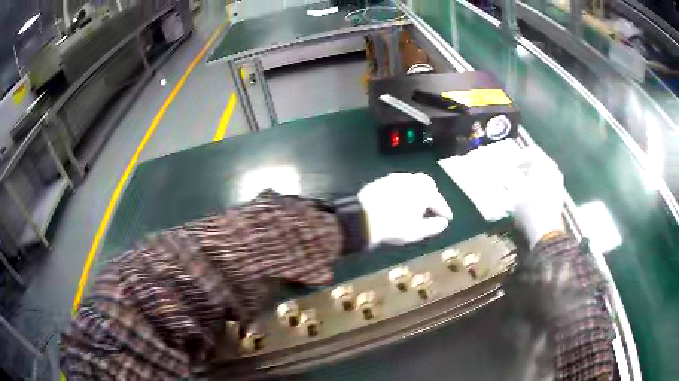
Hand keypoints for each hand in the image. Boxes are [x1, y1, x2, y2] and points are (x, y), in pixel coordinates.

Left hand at [358, 172, 452, 245]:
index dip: (444, 210)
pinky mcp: (381, 180)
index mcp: (423, 191)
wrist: (363, 218)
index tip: (447, 218)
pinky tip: (399, 200)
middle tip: (432, 207)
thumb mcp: (417, 232)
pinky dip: (403, 190)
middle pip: (427, 184)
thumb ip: (433, 226)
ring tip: (416, 204)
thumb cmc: (394, 227)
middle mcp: (411, 180)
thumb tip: (443, 222)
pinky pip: (398, 183)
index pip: (439, 200)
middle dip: (432, 194)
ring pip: (412, 181)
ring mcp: (395, 178)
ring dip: (417, 191)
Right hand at [507, 146, 565, 247]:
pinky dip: (535, 188)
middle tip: (510, 177)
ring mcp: (557, 184)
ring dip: (528, 179)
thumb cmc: (530, 205)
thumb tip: (503, 171)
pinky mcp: (557, 197)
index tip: (507, 168)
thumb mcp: (514, 188)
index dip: (517, 157)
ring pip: (540, 175)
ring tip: (517, 189)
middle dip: (522, 169)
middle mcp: (553, 170)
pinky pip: (544, 185)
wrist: (546, 231)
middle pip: (536, 163)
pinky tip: (526, 199)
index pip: (530, 151)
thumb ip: (507, 175)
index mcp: (544, 163)